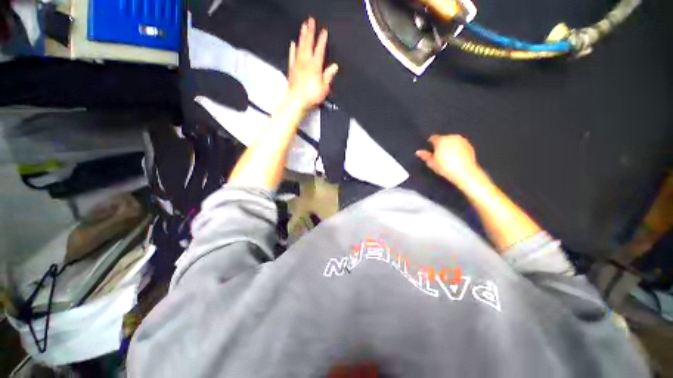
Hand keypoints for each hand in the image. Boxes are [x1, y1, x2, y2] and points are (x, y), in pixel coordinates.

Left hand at [287, 18, 338, 110]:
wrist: (297, 101)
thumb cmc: (310, 96)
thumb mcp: (324, 87)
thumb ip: (328, 76)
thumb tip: (334, 68)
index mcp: (315, 67)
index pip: (320, 50)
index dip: (322, 40)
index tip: (324, 32)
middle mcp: (306, 63)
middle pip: (308, 44)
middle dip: (310, 32)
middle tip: (310, 21)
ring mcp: (298, 65)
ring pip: (300, 47)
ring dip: (302, 37)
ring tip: (303, 27)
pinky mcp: (292, 70)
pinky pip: (292, 56)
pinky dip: (292, 49)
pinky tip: (292, 44)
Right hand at [416, 134, 480, 186]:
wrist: (464, 172)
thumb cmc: (445, 167)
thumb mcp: (432, 163)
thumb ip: (425, 156)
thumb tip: (418, 152)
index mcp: (441, 140)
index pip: (433, 138)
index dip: (430, 144)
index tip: (429, 151)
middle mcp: (452, 137)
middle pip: (443, 139)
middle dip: (440, 145)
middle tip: (438, 155)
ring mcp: (462, 140)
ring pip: (452, 141)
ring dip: (449, 146)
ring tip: (447, 156)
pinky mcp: (469, 145)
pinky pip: (459, 145)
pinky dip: (457, 149)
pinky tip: (455, 158)